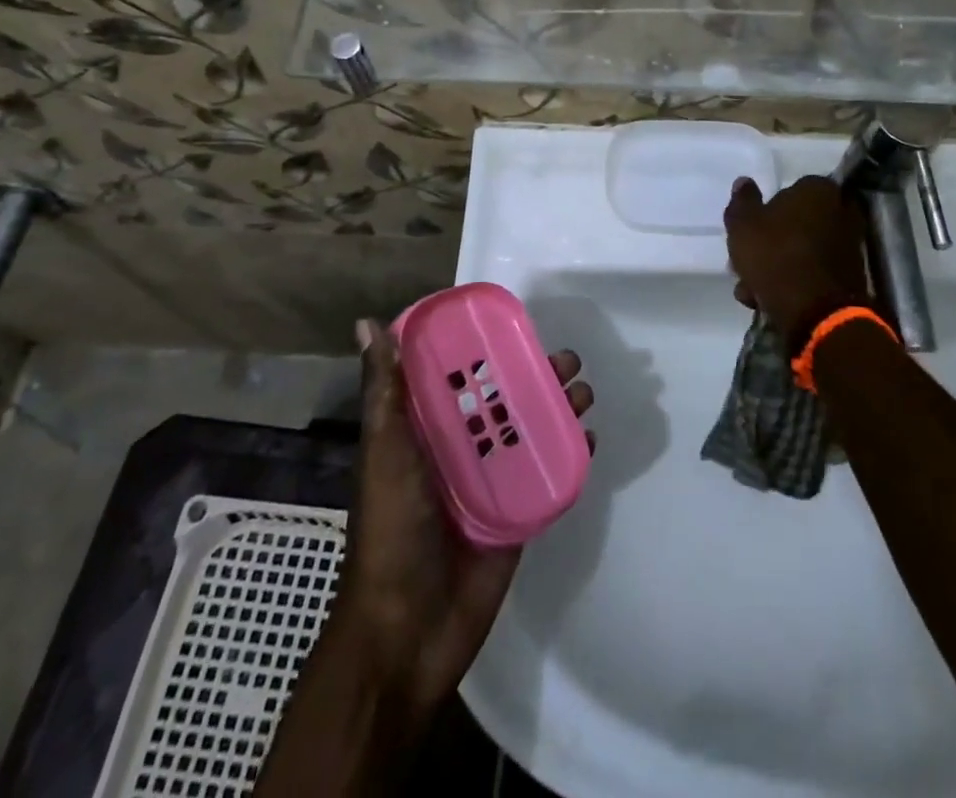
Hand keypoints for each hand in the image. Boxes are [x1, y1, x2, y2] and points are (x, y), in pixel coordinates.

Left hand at [335, 318, 593, 717]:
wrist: (406, 632)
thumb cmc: (390, 530)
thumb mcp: (384, 452)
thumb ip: (383, 391)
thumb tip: (367, 322)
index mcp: (427, 431)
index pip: (462, 377)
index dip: (488, 349)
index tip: (516, 324)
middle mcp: (460, 451)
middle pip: (505, 401)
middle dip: (536, 376)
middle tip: (567, 359)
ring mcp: (491, 484)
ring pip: (531, 433)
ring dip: (558, 409)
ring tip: (583, 392)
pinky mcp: (517, 516)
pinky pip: (547, 476)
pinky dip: (569, 454)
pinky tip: (588, 439)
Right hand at [724, 175, 872, 351]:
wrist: (817, 312)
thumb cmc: (776, 255)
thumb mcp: (743, 224)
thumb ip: (742, 201)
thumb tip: (744, 182)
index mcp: (819, 189)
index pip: (788, 191)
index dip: (764, 212)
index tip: (746, 233)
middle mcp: (842, 212)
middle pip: (795, 224)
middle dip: (769, 244)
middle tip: (745, 263)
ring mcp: (850, 247)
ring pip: (802, 251)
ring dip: (777, 267)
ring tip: (751, 291)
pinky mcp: (850, 278)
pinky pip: (813, 273)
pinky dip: (793, 284)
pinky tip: (768, 301)